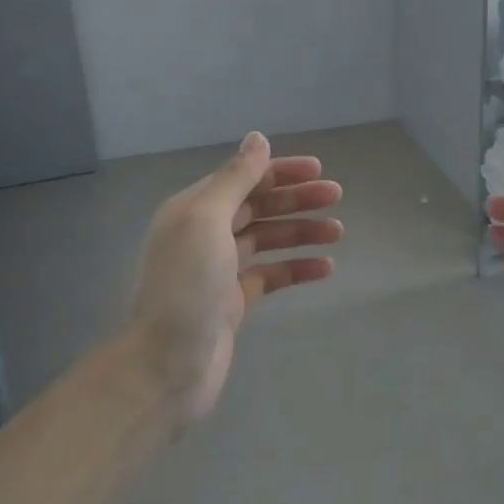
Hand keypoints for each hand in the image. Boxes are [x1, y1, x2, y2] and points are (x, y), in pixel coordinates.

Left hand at [127, 132, 342, 421]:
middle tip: (336, 197)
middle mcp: (205, 234)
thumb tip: (257, 138)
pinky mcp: (234, 302)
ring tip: (338, 232)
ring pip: (268, 240)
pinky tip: (325, 268)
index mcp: (194, 209)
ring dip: (301, 232)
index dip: (279, 171)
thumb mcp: (208, 220)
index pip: (242, 179)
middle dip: (296, 200)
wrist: (166, 365)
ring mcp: (220, 269)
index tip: (318, 170)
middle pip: (258, 207)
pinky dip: (297, 268)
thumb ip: (235, 178)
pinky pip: (271, 275)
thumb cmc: (186, 286)